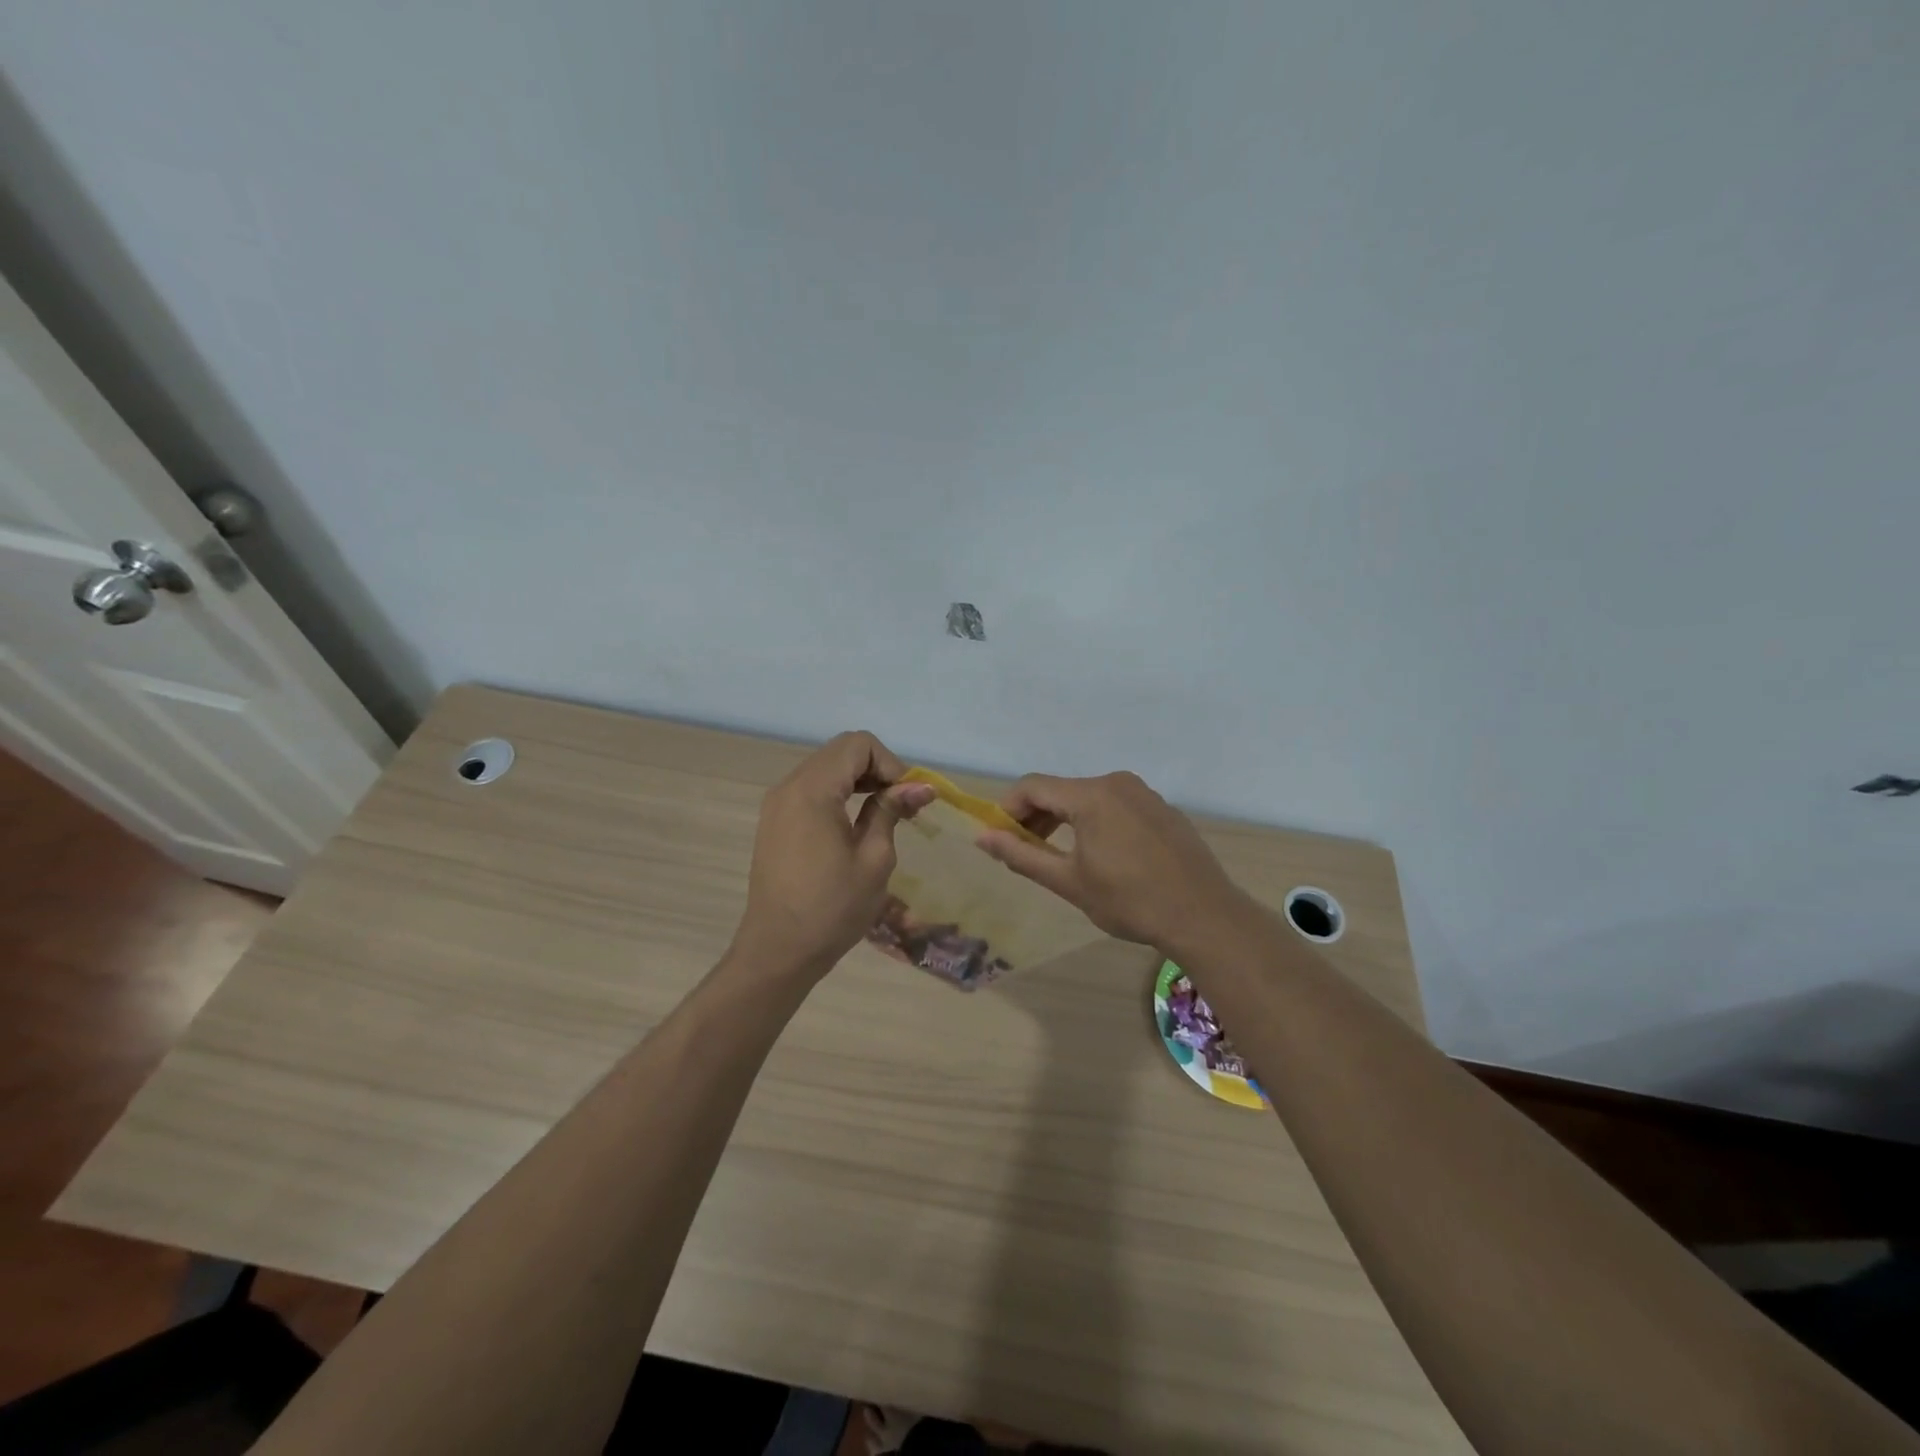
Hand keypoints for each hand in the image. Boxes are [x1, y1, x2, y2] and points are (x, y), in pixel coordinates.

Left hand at [731, 731, 934, 979]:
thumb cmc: (832, 909)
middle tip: (903, 806)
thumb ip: (892, 811)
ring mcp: (778, 803)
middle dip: (878, 769)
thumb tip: (921, 787)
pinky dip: (840, 794)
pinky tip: (856, 823)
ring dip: (860, 781)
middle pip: (841, 752)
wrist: (777, 951)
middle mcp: (790, 786)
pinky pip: (812, 788)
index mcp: (813, 790)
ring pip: (827, 768)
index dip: (891, 764)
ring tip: (886, 813)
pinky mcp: (775, 820)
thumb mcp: (874, 859)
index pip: (858, 745)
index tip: (909, 799)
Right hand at [976, 771, 1244, 949]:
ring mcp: (1143, 794)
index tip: (1000, 838)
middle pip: (1060, 789)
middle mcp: (1116, 783)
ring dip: (1064, 820)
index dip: (1008, 809)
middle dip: (1035, 816)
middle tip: (1024, 851)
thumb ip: (1022, 855)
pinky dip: (1095, 821)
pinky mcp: (1161, 808)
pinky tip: (1101, 855)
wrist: (1203, 915)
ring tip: (1058, 855)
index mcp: (1091, 795)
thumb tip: (982, 837)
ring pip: (1088, 797)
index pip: (1032, 786)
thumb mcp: (1068, 881)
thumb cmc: (1129, 901)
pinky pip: (1115, 805)